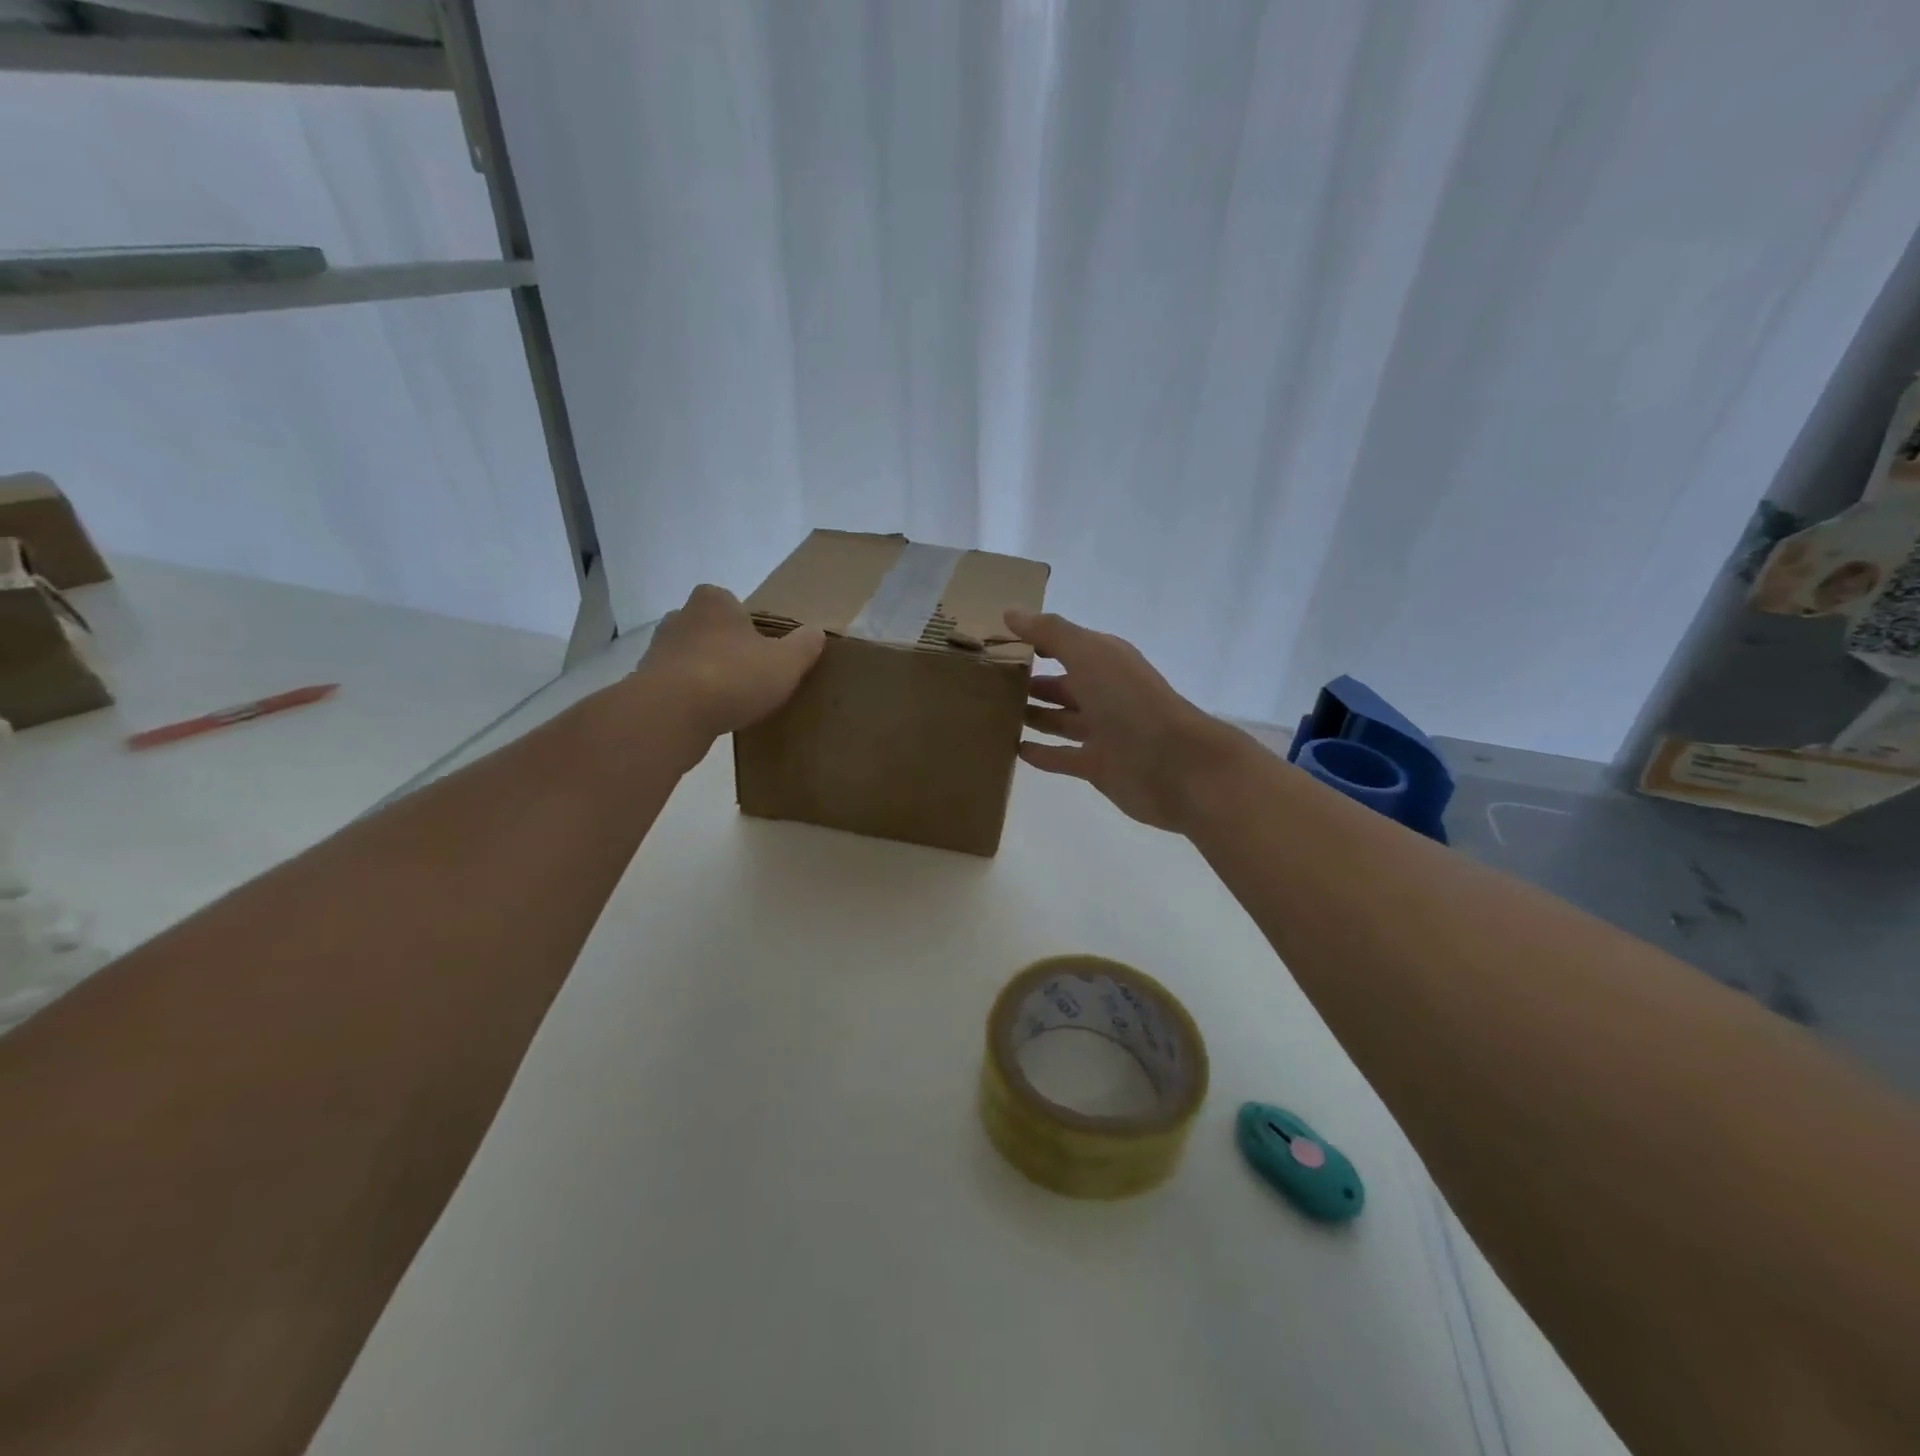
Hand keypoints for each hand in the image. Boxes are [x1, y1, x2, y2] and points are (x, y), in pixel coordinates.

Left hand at [636, 584, 826, 740]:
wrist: (671, 714)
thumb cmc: (733, 676)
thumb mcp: (786, 661)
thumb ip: (805, 645)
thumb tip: (815, 632)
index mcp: (713, 601)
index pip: (731, 602)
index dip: (748, 624)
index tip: (763, 649)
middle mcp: (679, 617)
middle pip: (709, 629)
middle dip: (725, 647)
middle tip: (750, 674)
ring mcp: (657, 650)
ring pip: (690, 657)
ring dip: (707, 673)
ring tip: (730, 700)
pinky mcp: (645, 683)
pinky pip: (675, 686)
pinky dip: (690, 698)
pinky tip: (707, 716)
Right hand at [1006, 608, 1250, 832]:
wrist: (1175, 764)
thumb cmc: (1130, 702)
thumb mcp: (1088, 655)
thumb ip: (1050, 633)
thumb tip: (1010, 611)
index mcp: (1105, 661)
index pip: (1065, 644)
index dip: (1036, 641)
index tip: (998, 642)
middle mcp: (1105, 693)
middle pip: (1062, 684)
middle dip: (1031, 681)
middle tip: (989, 682)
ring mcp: (1103, 731)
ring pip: (1061, 720)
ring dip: (1034, 715)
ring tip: (995, 713)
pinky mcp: (1099, 766)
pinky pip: (1063, 756)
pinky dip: (1041, 753)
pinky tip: (1014, 750)